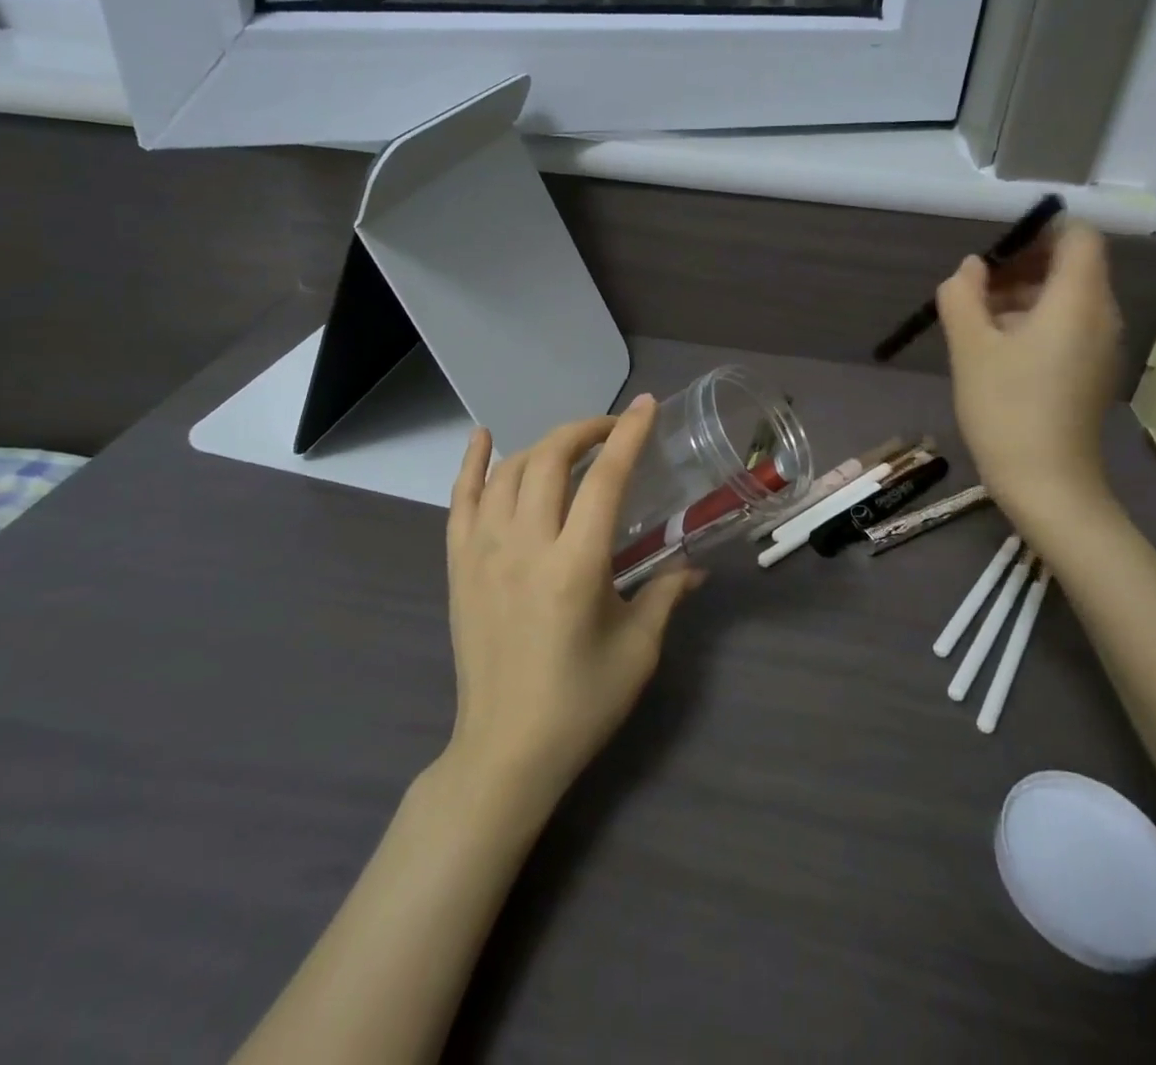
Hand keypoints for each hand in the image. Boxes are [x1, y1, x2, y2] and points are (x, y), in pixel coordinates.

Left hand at [442, 395, 698, 805]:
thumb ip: (666, 595)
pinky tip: (483, 437)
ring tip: (570, 446)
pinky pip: (460, 499)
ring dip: (543, 446)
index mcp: (575, 566)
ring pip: (509, 472)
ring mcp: (483, 552)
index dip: (628, 436)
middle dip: (585, 431)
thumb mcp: (638, 650)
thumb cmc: (580, 704)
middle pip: (551, 460)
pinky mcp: (458, 565)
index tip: (646, 406)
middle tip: (613, 429)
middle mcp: (524, 546)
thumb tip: (697, 566)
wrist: (505, 750)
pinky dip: (471, 463)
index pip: (604, 479)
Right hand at [937, 222, 1122, 519]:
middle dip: (1022, 267)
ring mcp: (1101, 347)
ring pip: (1067, 299)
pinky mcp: (1092, 372)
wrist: (1046, 484)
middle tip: (975, 290)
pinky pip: (1068, 328)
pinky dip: (1035, 324)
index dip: (1039, 232)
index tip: (995, 253)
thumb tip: (969, 269)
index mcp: (1078, 301)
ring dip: (1022, 298)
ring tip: (976, 323)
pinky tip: (996, 353)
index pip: (1078, 237)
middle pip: (1071, 267)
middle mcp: (1102, 316)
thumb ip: (962, 296)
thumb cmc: (1006, 408)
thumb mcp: (970, 348)